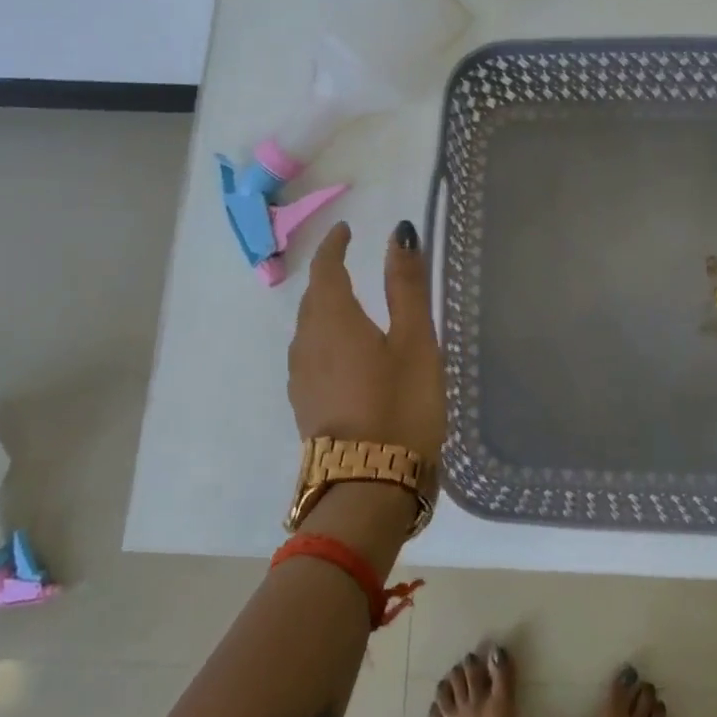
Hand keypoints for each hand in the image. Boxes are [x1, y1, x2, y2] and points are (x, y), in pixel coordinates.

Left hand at [287, 220, 445, 464]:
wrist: (368, 486)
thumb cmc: (400, 404)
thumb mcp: (414, 341)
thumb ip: (406, 286)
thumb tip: (399, 234)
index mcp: (334, 319)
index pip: (326, 269)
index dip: (334, 246)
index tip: (345, 230)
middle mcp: (308, 342)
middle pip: (312, 298)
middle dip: (328, 275)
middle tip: (349, 262)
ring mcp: (301, 377)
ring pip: (307, 328)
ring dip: (324, 307)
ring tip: (348, 303)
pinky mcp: (305, 404)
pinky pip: (309, 354)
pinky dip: (324, 337)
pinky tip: (342, 352)